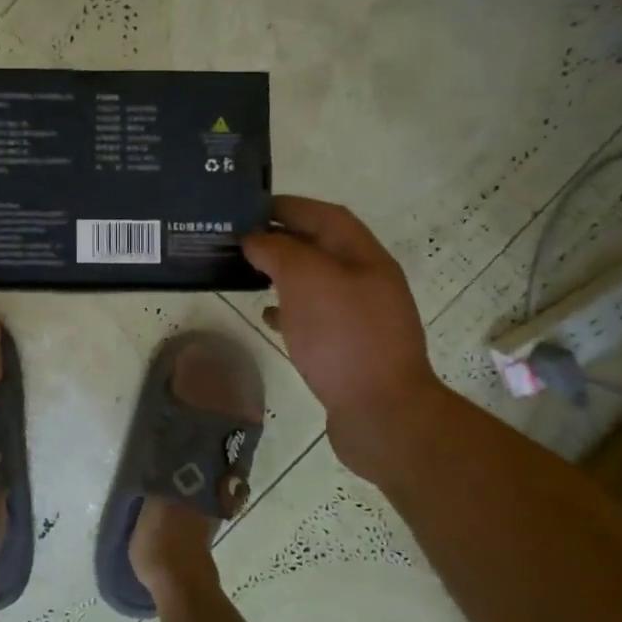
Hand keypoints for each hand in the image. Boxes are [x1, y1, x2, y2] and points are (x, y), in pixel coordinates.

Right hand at [241, 197, 444, 456]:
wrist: (382, 414)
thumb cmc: (344, 337)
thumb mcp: (306, 280)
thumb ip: (278, 251)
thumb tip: (255, 239)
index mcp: (364, 257)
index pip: (325, 216)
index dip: (289, 207)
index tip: (249, 208)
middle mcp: (367, 282)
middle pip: (321, 247)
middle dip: (283, 239)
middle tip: (240, 241)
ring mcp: (361, 317)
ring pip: (316, 282)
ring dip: (284, 273)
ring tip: (247, 274)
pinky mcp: (349, 349)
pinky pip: (315, 317)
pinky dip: (290, 310)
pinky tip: (268, 317)